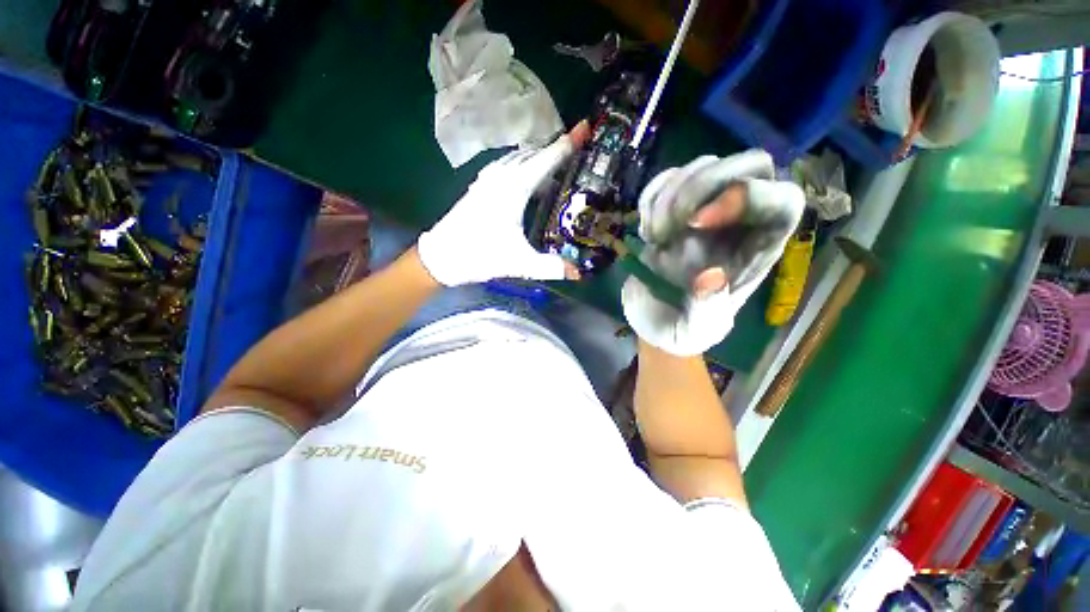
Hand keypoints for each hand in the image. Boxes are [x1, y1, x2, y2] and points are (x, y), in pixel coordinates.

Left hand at [418, 122, 590, 285]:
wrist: (441, 256)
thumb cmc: (478, 255)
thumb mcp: (518, 263)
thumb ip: (549, 267)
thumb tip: (578, 273)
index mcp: (513, 187)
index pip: (547, 159)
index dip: (568, 143)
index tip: (587, 127)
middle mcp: (501, 176)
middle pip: (535, 154)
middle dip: (559, 149)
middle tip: (582, 150)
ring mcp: (489, 179)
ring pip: (522, 159)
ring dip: (542, 157)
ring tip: (563, 164)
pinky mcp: (482, 186)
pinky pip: (511, 167)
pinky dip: (527, 167)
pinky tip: (534, 180)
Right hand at [622, 150, 805, 355]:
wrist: (654, 318)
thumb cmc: (681, 328)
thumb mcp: (695, 330)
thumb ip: (707, 310)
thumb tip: (709, 276)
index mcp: (759, 250)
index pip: (781, 200)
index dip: (746, 197)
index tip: (694, 224)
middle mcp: (740, 221)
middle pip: (751, 164)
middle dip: (702, 185)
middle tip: (669, 225)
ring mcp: (706, 209)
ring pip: (705, 164)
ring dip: (670, 195)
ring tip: (654, 238)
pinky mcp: (675, 208)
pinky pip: (669, 178)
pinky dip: (651, 197)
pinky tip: (646, 231)